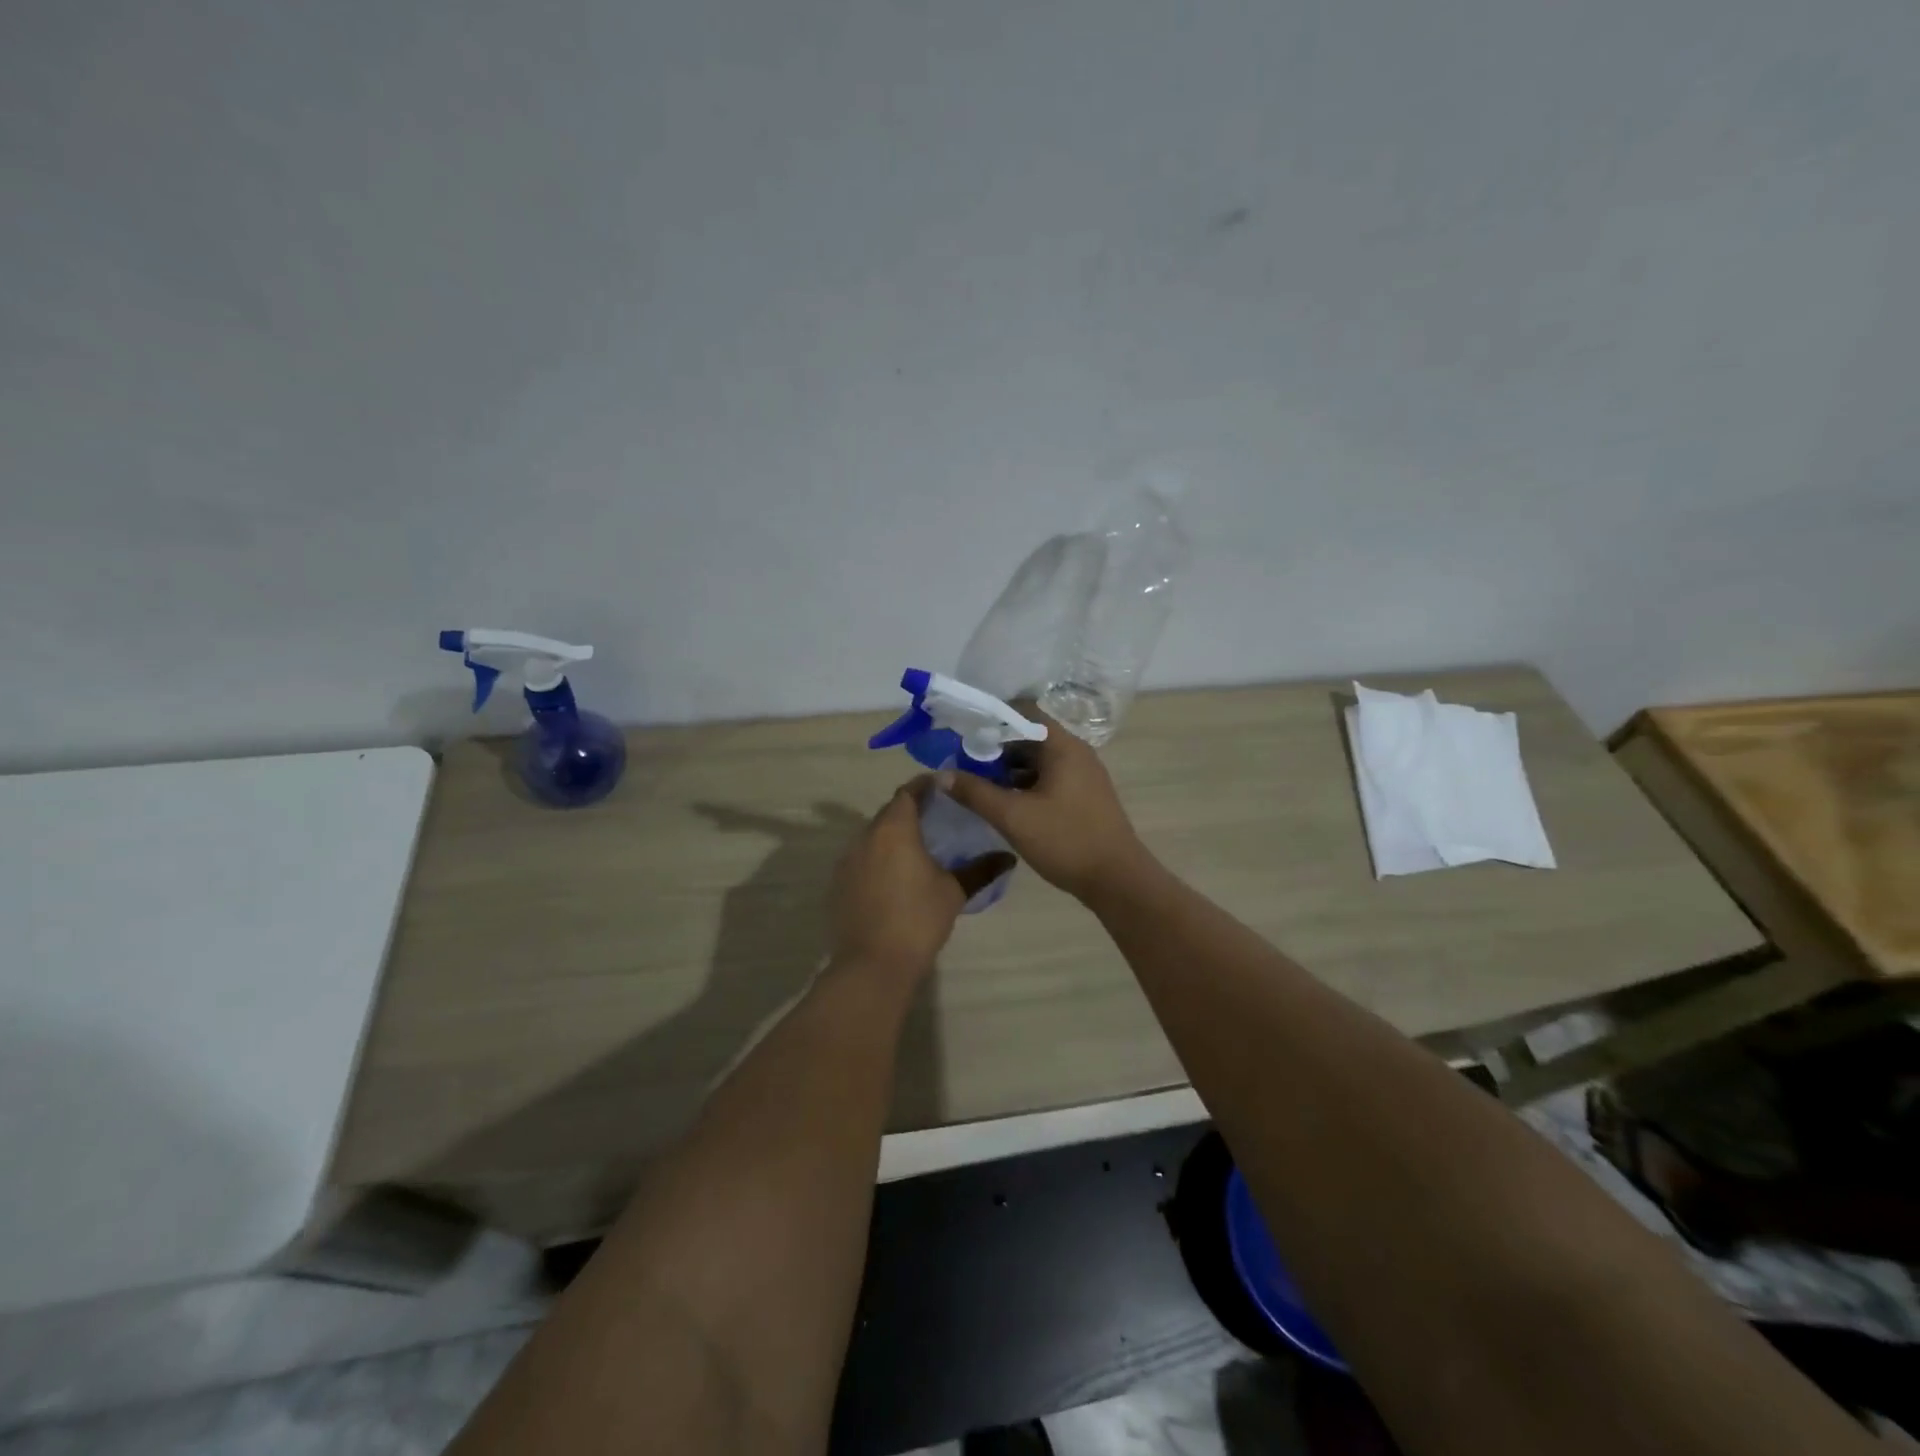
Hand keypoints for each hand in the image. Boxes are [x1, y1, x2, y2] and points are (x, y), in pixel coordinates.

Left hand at [830, 779, 1014, 976]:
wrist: (873, 964)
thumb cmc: (918, 919)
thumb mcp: (954, 892)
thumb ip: (980, 869)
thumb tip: (1008, 857)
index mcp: (895, 829)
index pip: (908, 792)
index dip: (926, 786)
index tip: (945, 787)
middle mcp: (866, 836)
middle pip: (890, 811)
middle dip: (912, 809)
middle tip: (938, 817)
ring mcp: (847, 860)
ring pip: (874, 835)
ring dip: (894, 834)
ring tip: (920, 846)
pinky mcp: (839, 883)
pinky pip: (862, 858)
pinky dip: (879, 857)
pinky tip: (896, 875)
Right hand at [943, 712, 1150, 899]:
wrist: (1118, 880)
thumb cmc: (1066, 840)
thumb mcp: (1013, 817)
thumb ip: (975, 793)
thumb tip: (941, 774)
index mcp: (1062, 746)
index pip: (1023, 711)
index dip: (990, 717)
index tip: (962, 732)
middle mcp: (1076, 752)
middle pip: (1028, 736)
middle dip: (994, 746)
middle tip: (962, 761)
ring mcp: (1083, 775)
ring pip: (1038, 760)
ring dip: (1008, 768)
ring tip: (976, 783)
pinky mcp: (1084, 796)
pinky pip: (1048, 778)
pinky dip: (1024, 783)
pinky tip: (1004, 802)